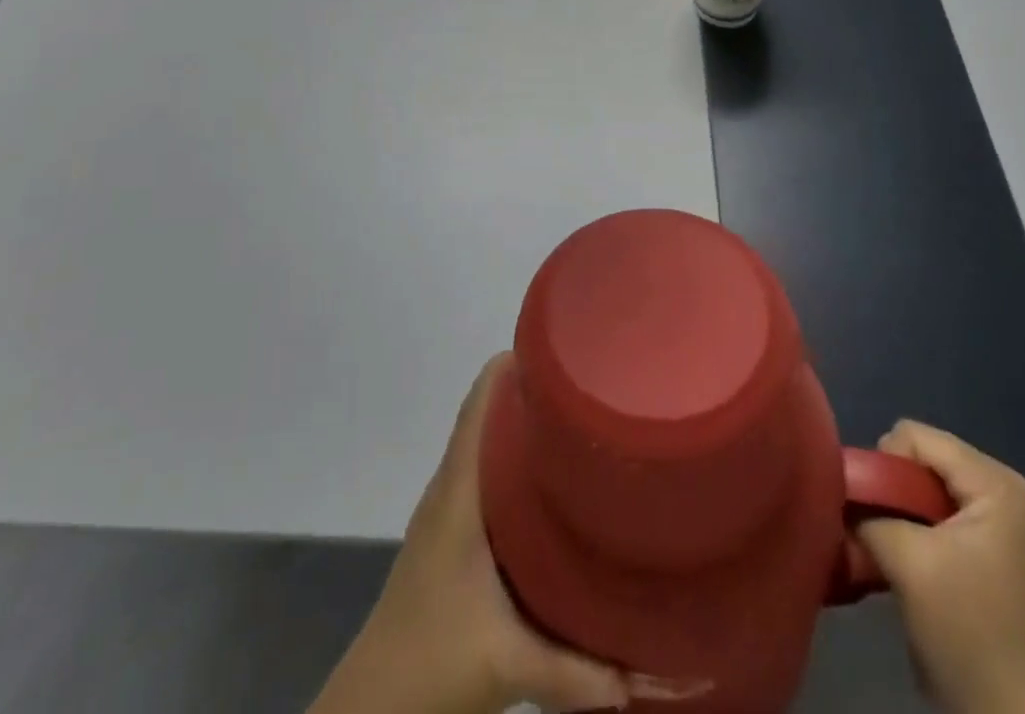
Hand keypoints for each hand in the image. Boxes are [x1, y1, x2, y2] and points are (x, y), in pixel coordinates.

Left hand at [311, 355, 695, 713]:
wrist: (374, 703)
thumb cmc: (433, 657)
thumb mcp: (510, 661)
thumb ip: (580, 670)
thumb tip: (650, 671)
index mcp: (458, 490)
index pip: (480, 402)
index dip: (513, 364)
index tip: (561, 345)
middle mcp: (451, 486)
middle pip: (487, 413)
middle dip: (533, 390)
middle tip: (588, 380)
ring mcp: (447, 509)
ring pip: (486, 444)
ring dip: (523, 425)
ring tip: (577, 418)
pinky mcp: (450, 533)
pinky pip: (484, 473)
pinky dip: (513, 458)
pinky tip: (548, 480)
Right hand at [856, 422, 1024, 713]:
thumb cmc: (968, 631)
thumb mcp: (908, 561)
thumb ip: (866, 511)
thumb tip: (835, 489)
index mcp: (994, 482)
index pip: (912, 436)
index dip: (883, 466)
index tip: (873, 512)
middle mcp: (997, 489)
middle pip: (915, 458)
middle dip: (887, 490)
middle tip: (876, 533)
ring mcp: (991, 519)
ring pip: (916, 487)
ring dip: (893, 514)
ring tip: (884, 550)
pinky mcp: (979, 547)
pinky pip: (928, 512)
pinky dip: (905, 530)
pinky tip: (898, 562)